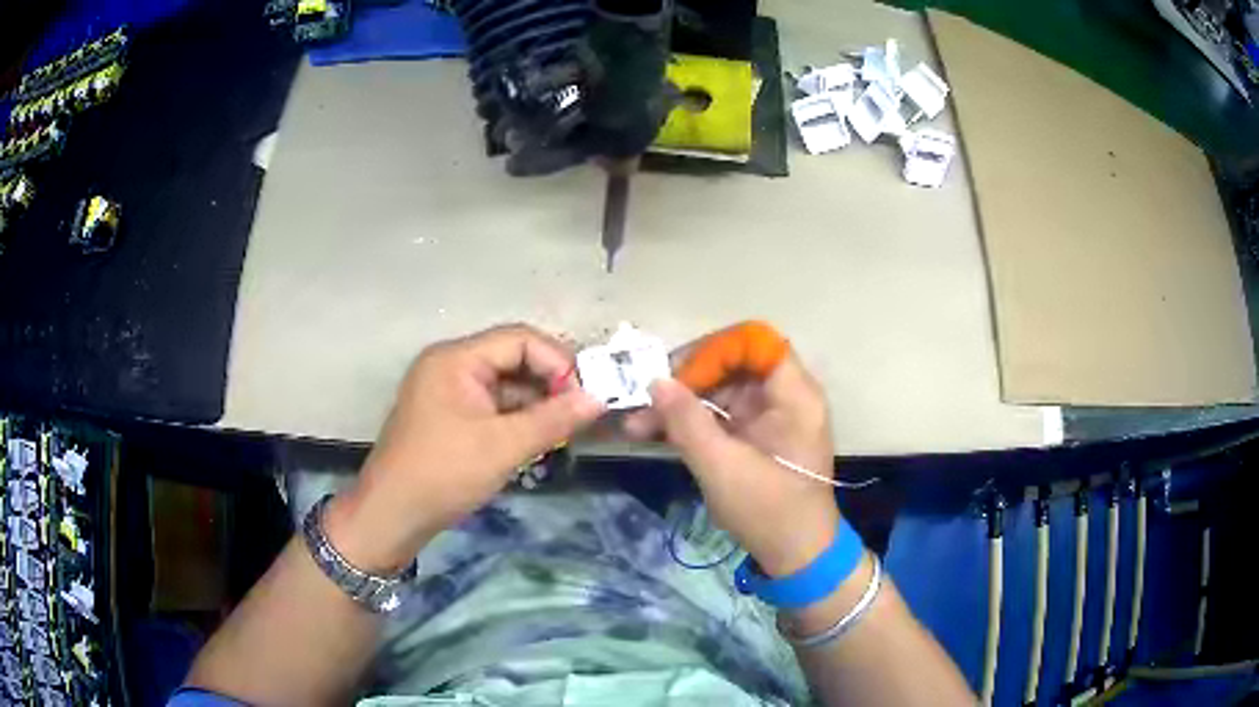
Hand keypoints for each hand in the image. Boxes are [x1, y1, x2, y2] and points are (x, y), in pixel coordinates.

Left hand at [325, 325, 603, 572]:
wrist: (392, 515)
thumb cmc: (443, 474)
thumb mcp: (503, 446)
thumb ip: (553, 419)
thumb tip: (598, 400)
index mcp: (456, 359)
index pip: (519, 339)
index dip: (557, 362)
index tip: (585, 395)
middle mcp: (451, 365)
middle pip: (513, 358)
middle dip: (550, 383)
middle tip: (582, 412)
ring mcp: (448, 391)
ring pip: (505, 384)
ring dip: (536, 403)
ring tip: (566, 429)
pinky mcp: (449, 416)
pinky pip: (492, 405)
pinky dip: (518, 418)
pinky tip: (540, 438)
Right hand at [631, 352, 839, 576]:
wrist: (796, 556)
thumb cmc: (769, 510)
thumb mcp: (722, 466)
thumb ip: (687, 421)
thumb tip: (655, 381)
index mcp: (794, 395)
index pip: (755, 342)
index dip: (714, 350)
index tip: (676, 374)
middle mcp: (785, 397)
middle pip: (733, 364)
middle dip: (686, 379)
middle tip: (645, 398)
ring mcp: (769, 418)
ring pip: (720, 391)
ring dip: (680, 404)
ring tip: (637, 423)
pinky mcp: (755, 438)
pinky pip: (720, 416)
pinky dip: (690, 423)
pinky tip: (654, 433)